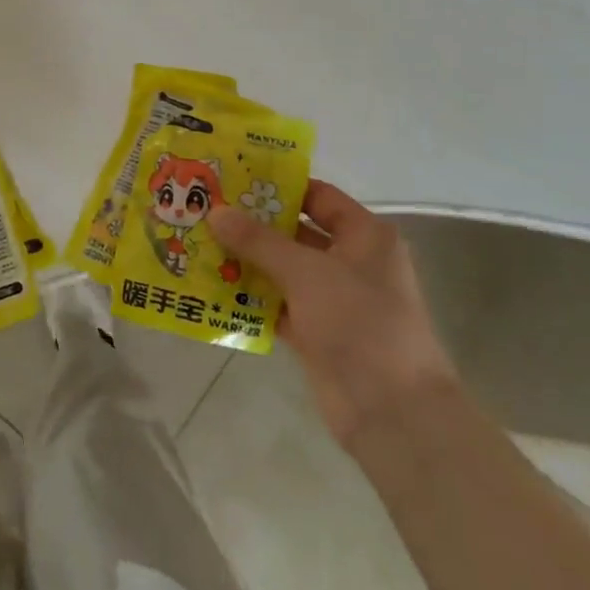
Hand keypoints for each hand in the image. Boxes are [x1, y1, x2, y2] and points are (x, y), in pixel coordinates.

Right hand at [211, 181, 456, 448]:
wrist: (391, 410)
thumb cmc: (359, 323)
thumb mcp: (306, 272)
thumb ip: (258, 240)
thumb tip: (215, 210)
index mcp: (364, 236)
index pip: (317, 196)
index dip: (277, 187)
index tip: (231, 180)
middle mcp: (350, 261)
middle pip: (294, 232)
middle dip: (251, 224)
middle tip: (204, 209)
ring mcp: (332, 298)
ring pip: (282, 269)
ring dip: (245, 260)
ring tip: (198, 243)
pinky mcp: (315, 331)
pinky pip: (276, 303)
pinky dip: (250, 296)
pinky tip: (211, 286)